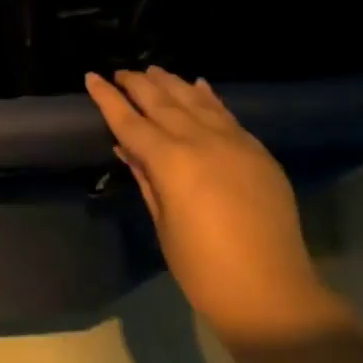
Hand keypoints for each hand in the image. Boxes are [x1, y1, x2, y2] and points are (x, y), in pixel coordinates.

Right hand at [85, 67, 351, 343]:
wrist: (271, 291)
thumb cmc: (203, 268)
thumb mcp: (164, 224)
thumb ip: (147, 179)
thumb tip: (128, 149)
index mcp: (171, 162)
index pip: (130, 122)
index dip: (108, 98)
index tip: (92, 77)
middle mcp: (201, 141)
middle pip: (162, 102)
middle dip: (137, 84)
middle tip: (120, 72)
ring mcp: (234, 142)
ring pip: (195, 100)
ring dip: (171, 83)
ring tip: (153, 70)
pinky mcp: (257, 151)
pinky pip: (226, 113)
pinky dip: (208, 97)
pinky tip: (198, 85)